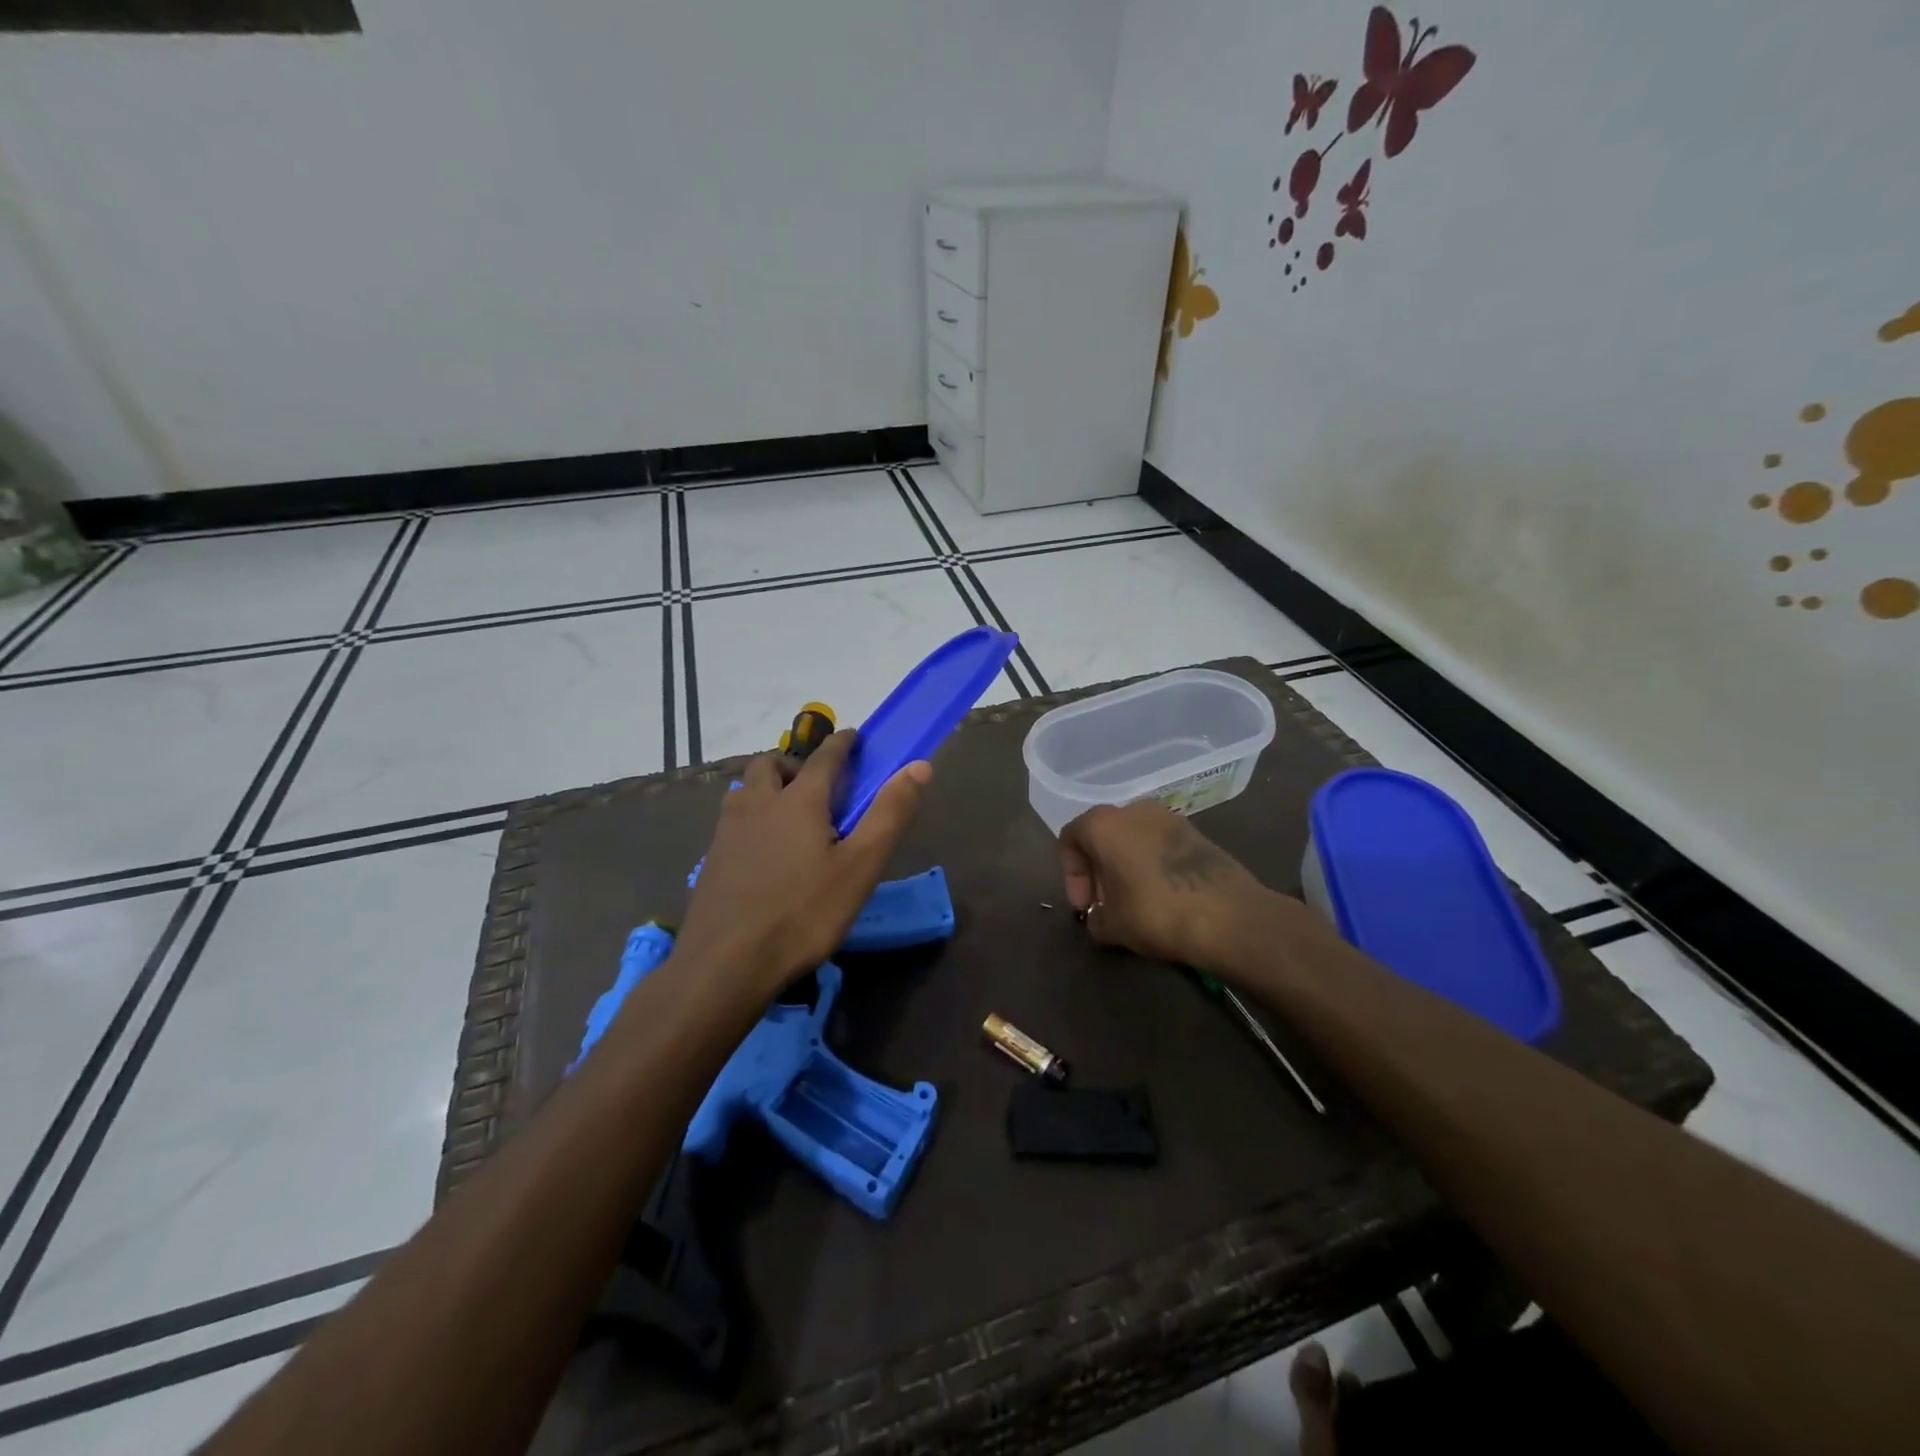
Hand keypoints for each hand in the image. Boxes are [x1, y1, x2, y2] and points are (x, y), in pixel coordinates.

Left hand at [676, 730, 931, 998]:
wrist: (724, 964)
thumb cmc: (803, 914)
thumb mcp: (860, 868)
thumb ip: (890, 814)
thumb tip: (919, 766)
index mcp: (799, 801)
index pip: (825, 756)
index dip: (843, 743)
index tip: (854, 737)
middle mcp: (759, 803)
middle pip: (771, 763)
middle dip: (796, 763)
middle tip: (817, 785)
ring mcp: (728, 831)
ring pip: (745, 789)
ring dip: (768, 787)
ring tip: (789, 815)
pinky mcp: (712, 859)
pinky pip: (733, 819)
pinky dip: (752, 817)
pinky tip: (763, 852)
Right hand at [1058, 801, 1310, 970]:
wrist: (1229, 915)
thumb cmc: (1156, 912)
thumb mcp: (1112, 926)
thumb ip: (1095, 919)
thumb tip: (1099, 918)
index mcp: (1103, 823)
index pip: (1070, 839)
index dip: (1071, 875)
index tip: (1086, 907)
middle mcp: (1133, 809)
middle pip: (1102, 835)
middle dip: (1098, 870)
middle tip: (1105, 905)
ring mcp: (1168, 817)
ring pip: (1132, 838)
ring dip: (1125, 866)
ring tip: (1133, 902)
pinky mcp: (1196, 832)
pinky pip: (1159, 844)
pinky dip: (1151, 865)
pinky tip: (1161, 896)